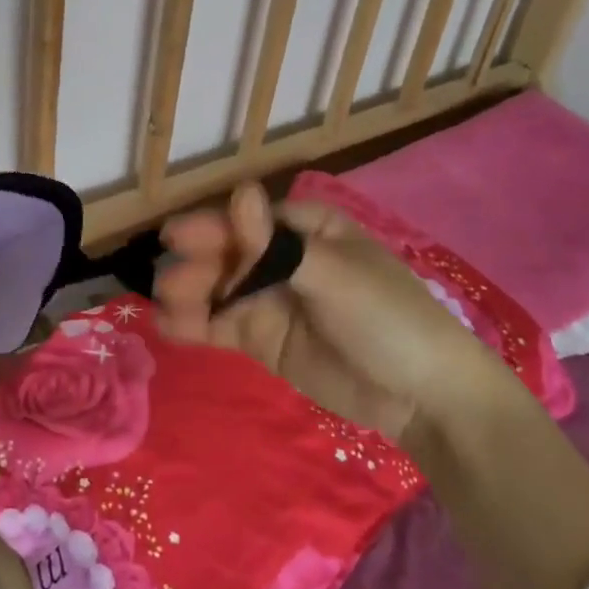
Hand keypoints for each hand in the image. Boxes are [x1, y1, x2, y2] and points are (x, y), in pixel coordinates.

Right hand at [156, 182, 506, 438]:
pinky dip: (194, 323)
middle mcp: (282, 258)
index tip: (177, 238)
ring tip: (164, 306)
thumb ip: (278, 244)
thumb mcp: (335, 275)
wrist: (423, 397)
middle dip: (196, 264)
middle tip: (168, 282)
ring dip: (189, 292)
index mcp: (307, 229)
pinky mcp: (262, 338)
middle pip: (228, 253)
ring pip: (218, 288)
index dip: (214, 227)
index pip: (250, 220)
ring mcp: (269, 299)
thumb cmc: (388, 317)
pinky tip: (168, 326)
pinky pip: (221, 324)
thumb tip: (240, 191)